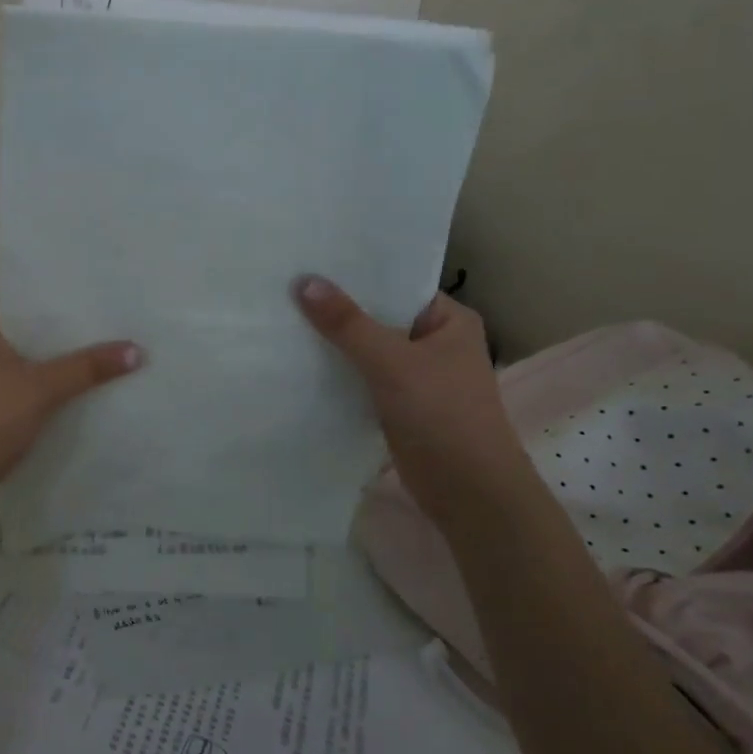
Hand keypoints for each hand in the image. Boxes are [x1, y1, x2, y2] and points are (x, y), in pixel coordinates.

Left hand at [0, 302, 142, 521]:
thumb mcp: (41, 388)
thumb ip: (88, 367)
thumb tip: (138, 350)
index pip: (29, 301)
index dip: (68, 304)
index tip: (109, 306)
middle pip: (32, 335)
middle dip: (70, 340)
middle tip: (120, 333)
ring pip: (29, 366)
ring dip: (61, 370)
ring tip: (111, 362)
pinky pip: (23, 391)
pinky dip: (48, 394)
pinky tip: (84, 397)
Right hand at [294, 276, 533, 519]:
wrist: (467, 492)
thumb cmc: (442, 415)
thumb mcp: (392, 362)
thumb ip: (348, 324)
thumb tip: (304, 282)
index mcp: (449, 320)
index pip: (397, 284)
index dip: (357, 274)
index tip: (311, 262)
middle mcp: (434, 342)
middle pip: (379, 316)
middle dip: (339, 308)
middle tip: (287, 286)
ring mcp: (417, 375)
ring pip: (368, 349)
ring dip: (335, 341)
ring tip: (285, 316)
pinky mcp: (399, 404)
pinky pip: (363, 377)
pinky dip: (338, 371)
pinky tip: (301, 361)